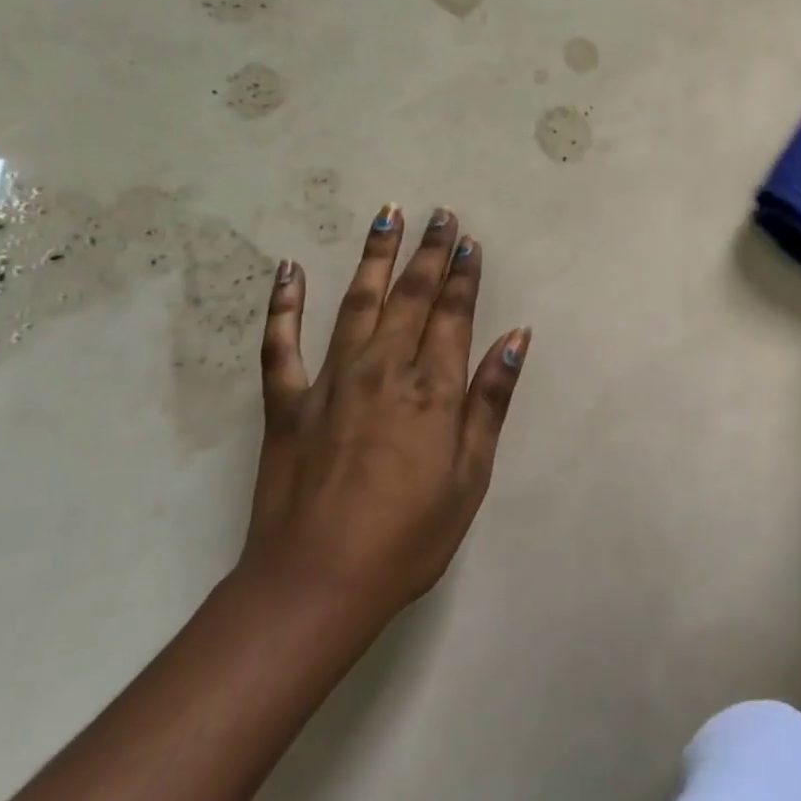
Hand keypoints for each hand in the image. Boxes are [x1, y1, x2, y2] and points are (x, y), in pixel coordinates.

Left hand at [240, 206, 529, 632]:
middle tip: (439, 214)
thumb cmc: (408, 537)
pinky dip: (284, 305)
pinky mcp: (287, 404)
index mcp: (432, 389)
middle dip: (429, 253)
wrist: (316, 586)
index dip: (464, 275)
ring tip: (386, 216)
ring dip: (374, 257)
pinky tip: (289, 269)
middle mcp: (383, 370)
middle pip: (411, 297)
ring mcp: (331, 382)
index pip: (454, 315)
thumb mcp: (470, 474)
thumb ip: (491, 399)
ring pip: (356, 303)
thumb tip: (518, 337)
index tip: (469, 240)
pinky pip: (282, 345)